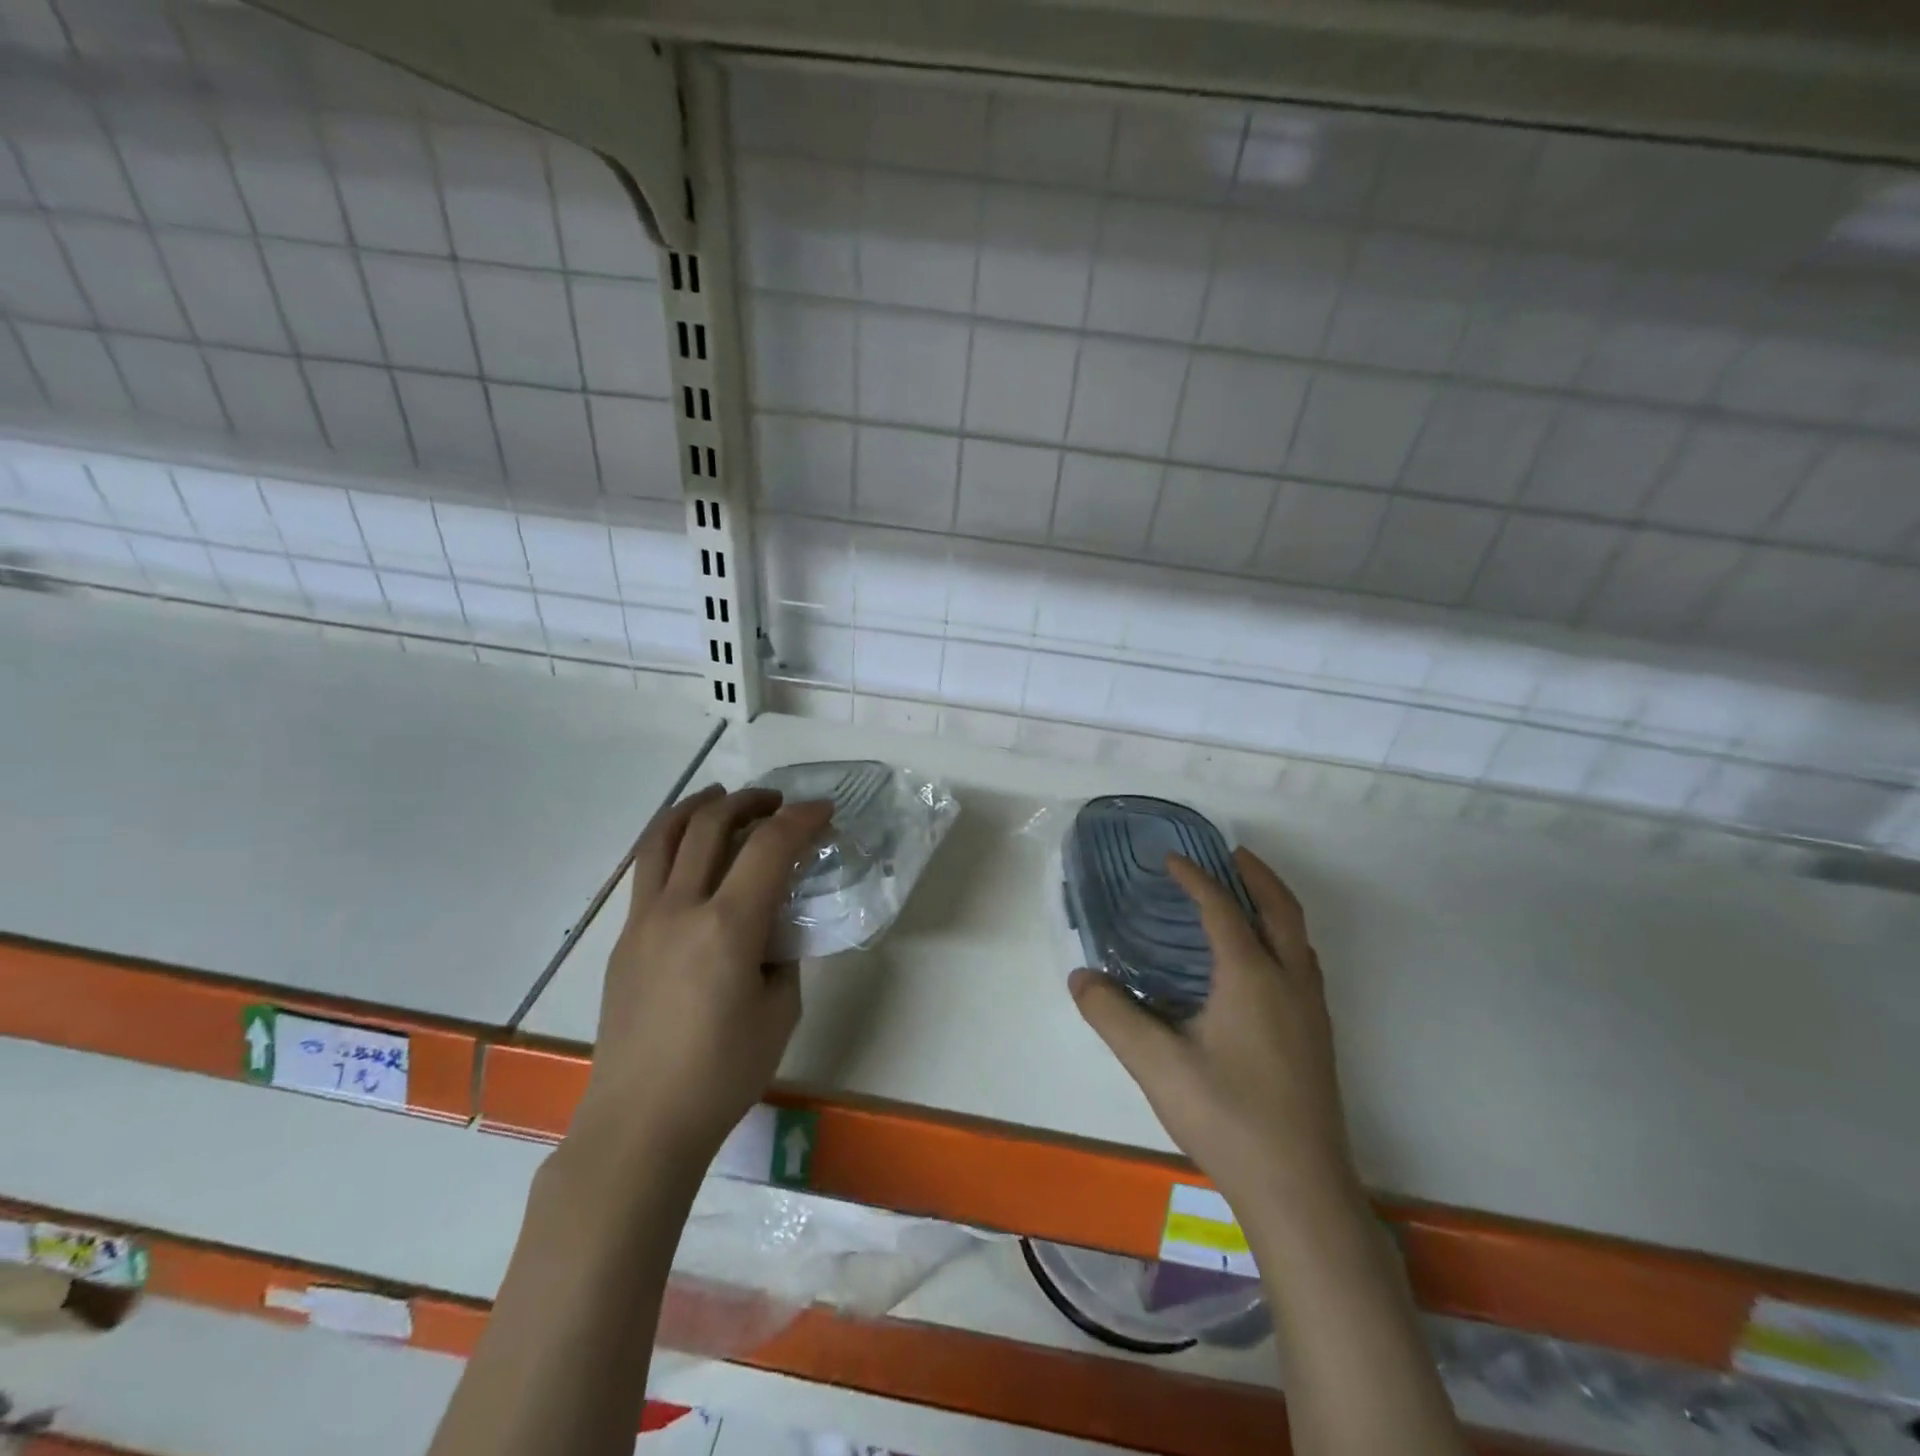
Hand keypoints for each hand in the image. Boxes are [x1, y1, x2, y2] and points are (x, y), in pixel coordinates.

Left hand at [570, 785, 832, 1175]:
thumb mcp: (779, 1012)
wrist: (640, 1124)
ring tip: (722, 798)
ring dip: (698, 807)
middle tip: (777, 802)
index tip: (824, 811)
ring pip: (664, 837)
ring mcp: (643, 921)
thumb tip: (775, 929)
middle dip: (750, 801)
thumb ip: (782, 956)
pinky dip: (672, 842)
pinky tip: (691, 855)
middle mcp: (680, 909)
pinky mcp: (625, 939)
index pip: (769, 848)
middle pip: (711, 825)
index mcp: (727, 927)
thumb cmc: (722, 1074)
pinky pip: (647, 870)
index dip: (802, 819)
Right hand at [1070, 848, 1359, 1220]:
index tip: (1171, 859)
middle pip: (1281, 910)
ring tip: (1245, 898)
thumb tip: (1081, 976)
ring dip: (1274, 906)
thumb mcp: (1156, 1065)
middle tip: (1230, 854)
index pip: (1222, 909)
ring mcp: (1312, 1012)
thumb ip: (1112, 1015)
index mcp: (1252, 977)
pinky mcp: (1318, 1039)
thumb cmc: (1228, 1118)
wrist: (1301, 1192)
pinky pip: (1303, 964)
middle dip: (1257, 875)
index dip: (1195, 879)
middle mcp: (1289, 983)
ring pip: (1299, 938)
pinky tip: (1260, 965)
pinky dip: (1282, 939)